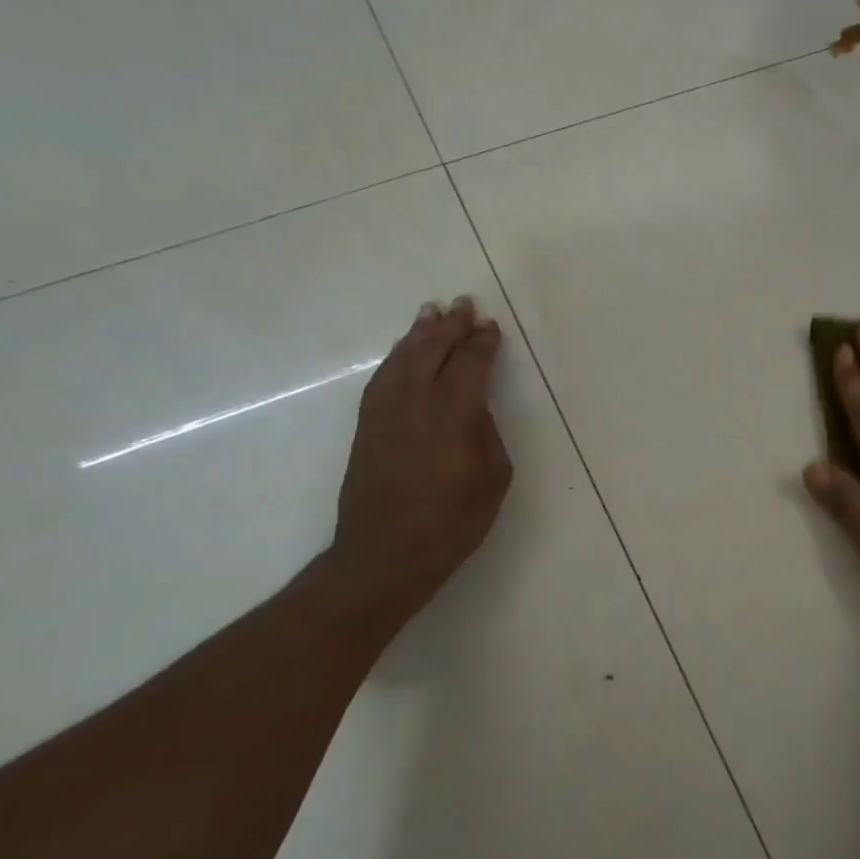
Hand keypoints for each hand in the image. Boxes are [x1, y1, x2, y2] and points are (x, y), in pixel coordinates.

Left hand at [323, 296, 513, 631]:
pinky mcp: (366, 426)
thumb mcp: (493, 479)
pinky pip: (383, 377)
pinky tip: (404, 352)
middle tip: (463, 304)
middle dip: (450, 326)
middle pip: (433, 350)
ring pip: (403, 358)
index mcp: (454, 413)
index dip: (482, 343)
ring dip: (419, 334)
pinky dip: (397, 357)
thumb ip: (487, 435)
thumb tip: (474, 412)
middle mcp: (416, 401)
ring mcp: (385, 411)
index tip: (491, 327)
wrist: (385, 554)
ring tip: (431, 313)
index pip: (470, 364)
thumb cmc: (452, 522)